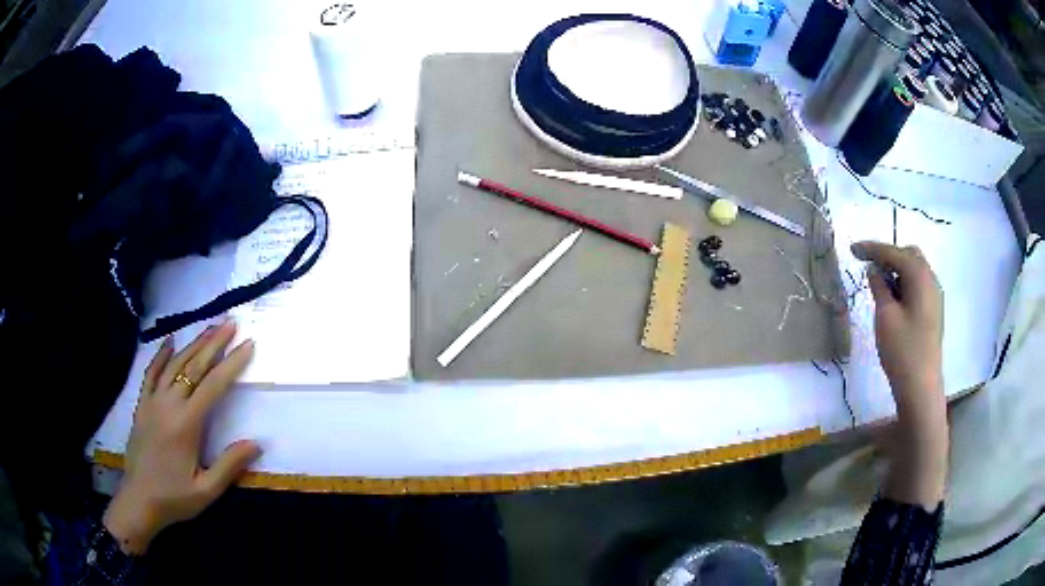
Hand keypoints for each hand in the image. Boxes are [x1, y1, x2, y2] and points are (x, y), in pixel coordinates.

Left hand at [103, 321, 260, 554]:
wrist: (139, 500)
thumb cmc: (174, 497)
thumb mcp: (206, 490)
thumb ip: (229, 465)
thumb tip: (257, 443)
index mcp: (186, 424)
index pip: (213, 386)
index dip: (231, 364)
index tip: (248, 345)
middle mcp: (168, 405)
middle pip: (193, 367)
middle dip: (214, 343)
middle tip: (231, 323)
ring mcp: (152, 402)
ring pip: (174, 365)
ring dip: (193, 344)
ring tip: (209, 327)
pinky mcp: (142, 405)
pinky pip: (151, 373)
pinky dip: (160, 355)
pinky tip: (170, 342)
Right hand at [851, 241, 944, 418]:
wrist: (921, 387)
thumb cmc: (902, 350)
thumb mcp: (885, 316)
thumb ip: (879, 287)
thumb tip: (873, 270)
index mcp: (920, 276)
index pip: (893, 253)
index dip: (872, 248)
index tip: (851, 249)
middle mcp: (931, 280)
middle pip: (909, 255)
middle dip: (888, 256)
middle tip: (868, 267)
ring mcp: (934, 296)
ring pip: (914, 270)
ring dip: (896, 270)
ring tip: (878, 285)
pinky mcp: (933, 311)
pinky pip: (918, 286)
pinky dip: (904, 284)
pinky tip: (893, 299)